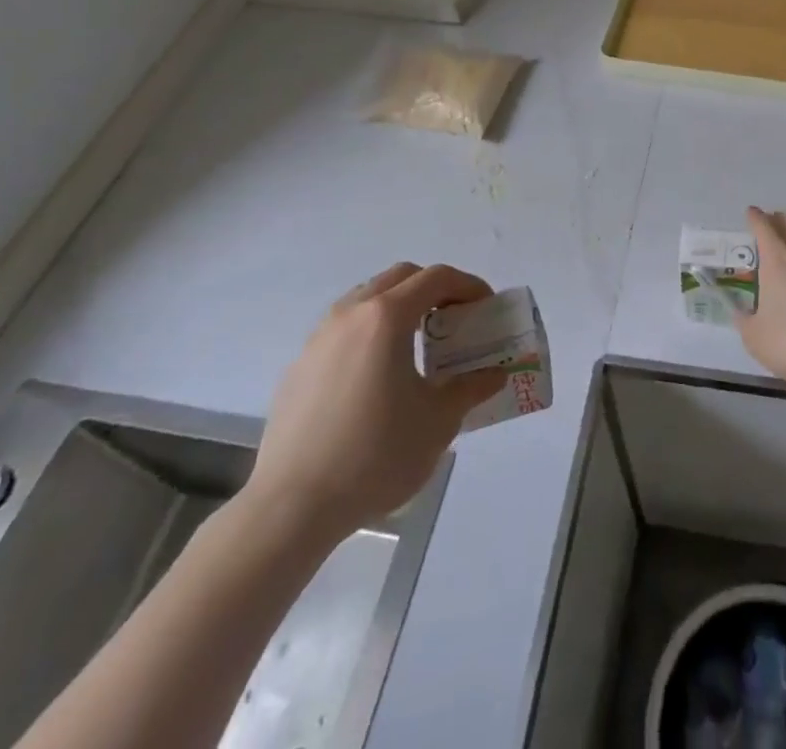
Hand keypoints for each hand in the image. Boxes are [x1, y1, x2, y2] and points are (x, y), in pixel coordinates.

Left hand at [241, 264, 504, 549]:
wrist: (291, 507)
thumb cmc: (375, 455)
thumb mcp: (438, 422)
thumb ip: (471, 388)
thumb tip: (494, 375)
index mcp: (386, 317)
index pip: (436, 278)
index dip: (468, 285)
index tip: (485, 306)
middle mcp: (350, 314)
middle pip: (400, 278)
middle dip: (433, 289)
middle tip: (454, 319)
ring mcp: (318, 338)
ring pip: (367, 299)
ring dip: (398, 307)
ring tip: (416, 345)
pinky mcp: (298, 367)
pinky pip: (343, 330)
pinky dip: (369, 333)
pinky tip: (376, 377)